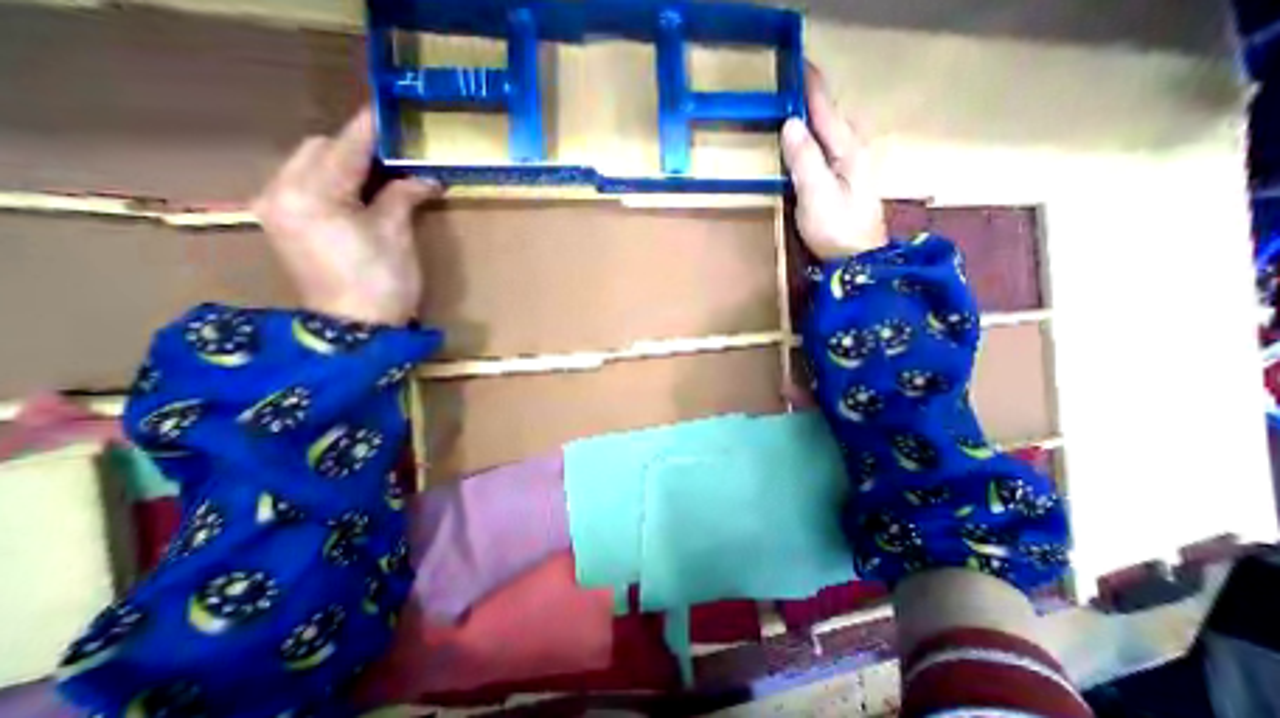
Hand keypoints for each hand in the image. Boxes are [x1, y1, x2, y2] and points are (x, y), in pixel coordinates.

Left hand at [253, 106, 444, 324]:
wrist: (354, 330)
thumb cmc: (382, 284)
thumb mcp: (397, 237)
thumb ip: (403, 197)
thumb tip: (425, 178)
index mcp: (312, 195)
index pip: (343, 149)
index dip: (368, 131)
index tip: (388, 113)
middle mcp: (281, 192)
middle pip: (318, 149)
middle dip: (356, 148)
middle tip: (396, 157)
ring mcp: (276, 208)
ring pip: (310, 164)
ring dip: (345, 164)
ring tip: (383, 175)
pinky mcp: (282, 223)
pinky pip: (305, 184)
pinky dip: (334, 181)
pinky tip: (360, 194)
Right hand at [781, 64, 891, 259]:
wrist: (856, 259)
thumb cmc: (836, 227)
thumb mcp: (817, 193)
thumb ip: (805, 159)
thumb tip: (790, 123)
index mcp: (847, 148)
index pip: (825, 108)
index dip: (811, 86)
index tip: (795, 62)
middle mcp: (852, 151)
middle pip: (831, 116)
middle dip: (812, 98)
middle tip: (788, 87)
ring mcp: (849, 167)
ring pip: (830, 132)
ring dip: (813, 118)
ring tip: (793, 110)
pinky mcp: (843, 182)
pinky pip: (826, 149)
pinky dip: (813, 139)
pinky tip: (803, 144)